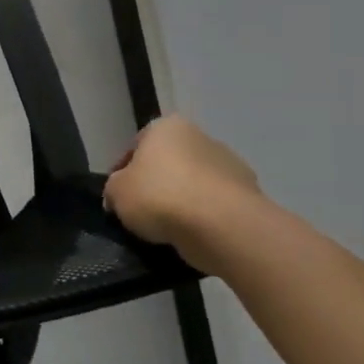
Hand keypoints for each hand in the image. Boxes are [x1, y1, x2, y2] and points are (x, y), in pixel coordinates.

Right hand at [103, 116, 262, 269]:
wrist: (222, 226)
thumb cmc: (160, 195)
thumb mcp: (116, 191)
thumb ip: (114, 188)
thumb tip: (119, 197)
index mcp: (168, 127)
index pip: (136, 146)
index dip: (122, 171)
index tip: (117, 195)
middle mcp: (202, 138)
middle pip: (168, 164)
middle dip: (155, 185)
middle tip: (139, 211)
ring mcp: (231, 167)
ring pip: (193, 186)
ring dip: (180, 203)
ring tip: (164, 229)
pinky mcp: (249, 196)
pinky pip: (214, 207)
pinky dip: (202, 218)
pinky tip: (189, 235)